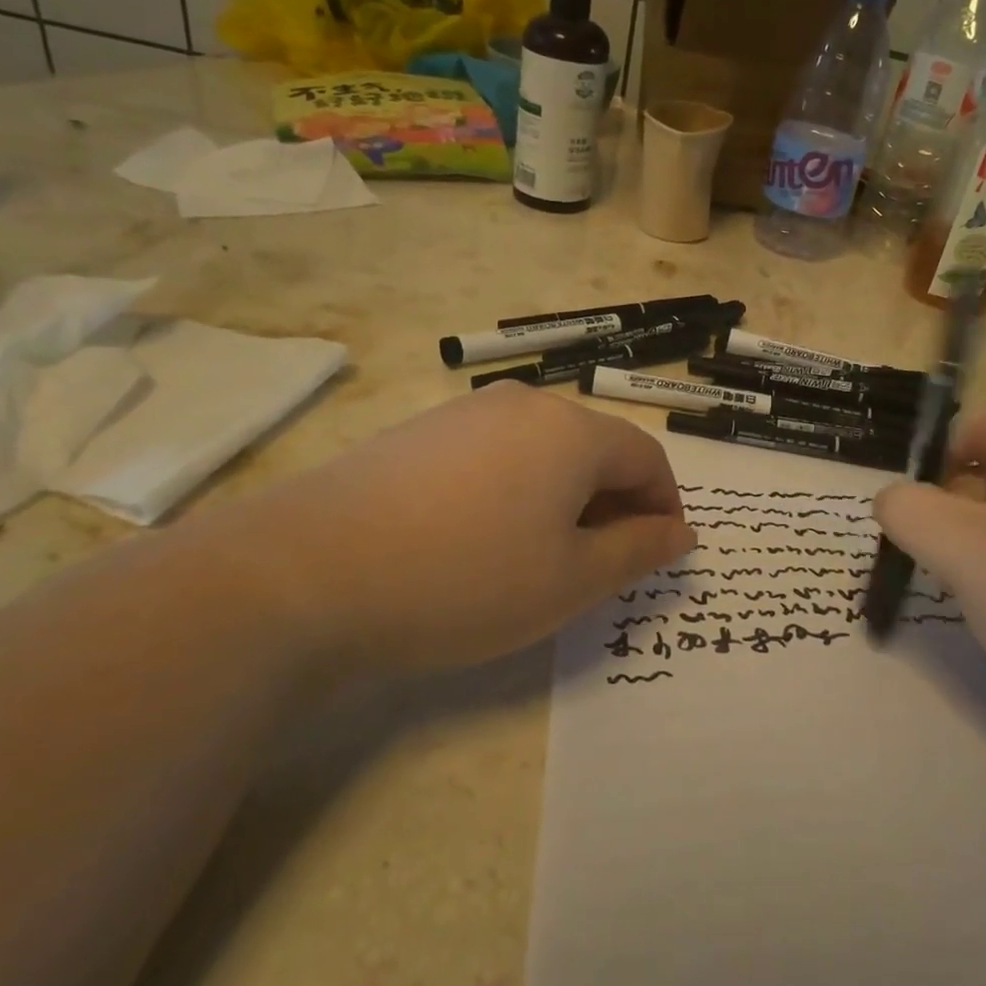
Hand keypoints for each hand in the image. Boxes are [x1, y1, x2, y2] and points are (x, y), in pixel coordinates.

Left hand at [194, 384, 695, 677]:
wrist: (305, 574)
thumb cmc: (465, 579)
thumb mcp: (570, 580)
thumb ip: (638, 551)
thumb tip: (680, 532)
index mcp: (571, 430)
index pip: (647, 457)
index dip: (665, 506)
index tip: (660, 555)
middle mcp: (523, 404)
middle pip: (595, 450)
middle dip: (615, 505)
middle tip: (602, 567)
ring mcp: (465, 412)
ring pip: (543, 452)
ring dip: (564, 500)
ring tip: (542, 558)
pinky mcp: (420, 433)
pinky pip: (494, 456)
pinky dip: (514, 493)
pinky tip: (482, 540)